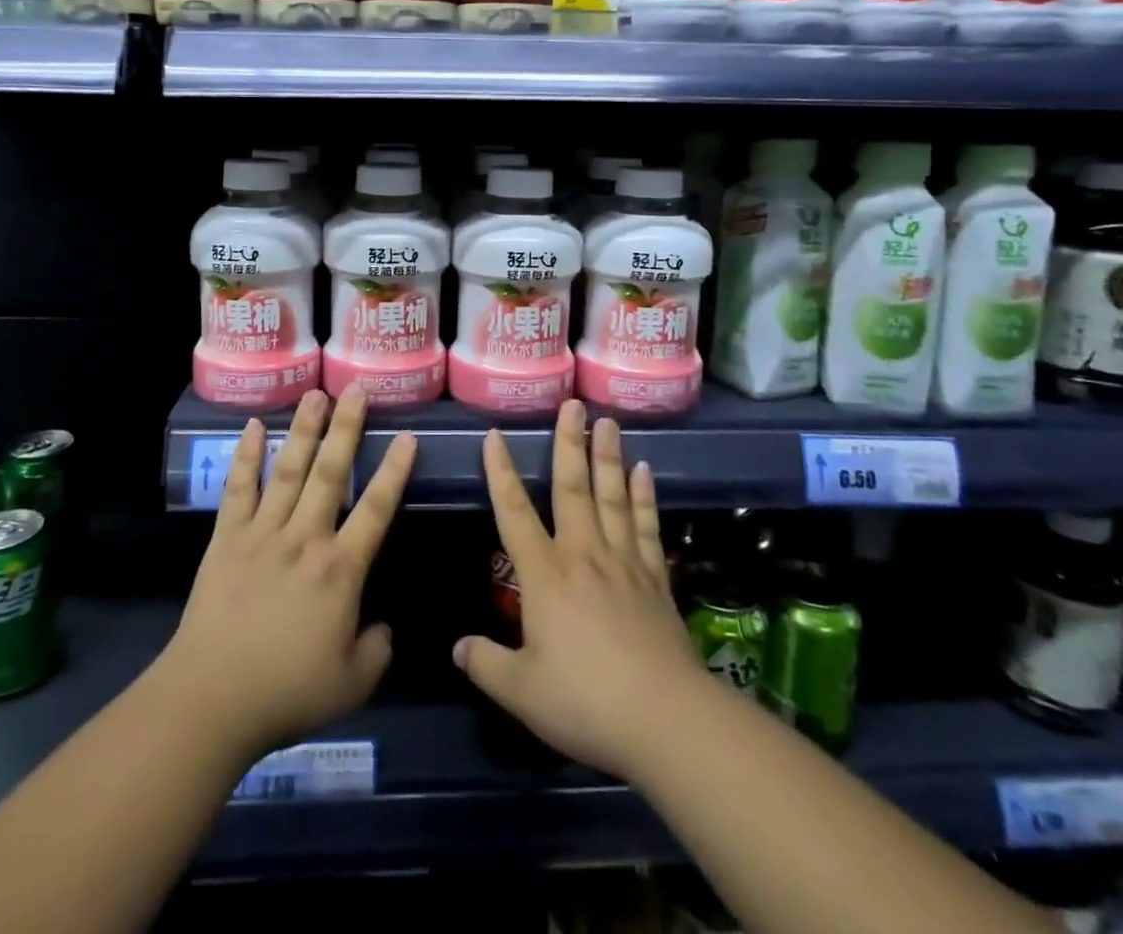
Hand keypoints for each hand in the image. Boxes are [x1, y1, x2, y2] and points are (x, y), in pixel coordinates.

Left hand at [159, 386, 415, 762]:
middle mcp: (305, 538)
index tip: (407, 436)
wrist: (211, 699)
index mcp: (340, 570)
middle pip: (331, 472)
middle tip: (356, 389)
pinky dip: (245, 456)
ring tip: (314, 394)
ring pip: (288, 470)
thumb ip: (377, 649)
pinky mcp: (227, 538)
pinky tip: (252, 426)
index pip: (376, 510)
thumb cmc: (286, 692)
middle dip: (346, 428)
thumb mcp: (353, 685)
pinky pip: (238, 489)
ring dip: (303, 429)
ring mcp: (263, 533)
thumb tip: (384, 626)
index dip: (394, 472)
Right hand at [453, 400, 706, 782]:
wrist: (664, 719)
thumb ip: (486, 665)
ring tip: (607, 421)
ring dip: (608, 456)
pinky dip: (644, 497)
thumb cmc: (585, 702)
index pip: (514, 512)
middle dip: (568, 443)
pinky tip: (644, 471)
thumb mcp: (522, 692)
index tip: (496, 435)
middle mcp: (583, 555)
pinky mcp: (655, 579)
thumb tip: (457, 647)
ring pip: (613, 497)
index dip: (501, 472)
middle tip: (573, 403)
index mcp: (545, 575)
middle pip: (573, 488)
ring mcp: (623, 563)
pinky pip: (646, 526)